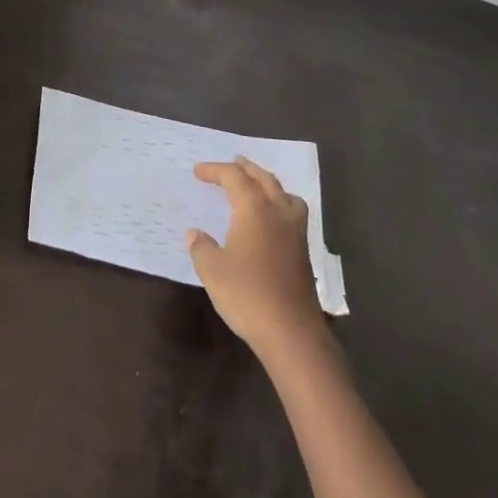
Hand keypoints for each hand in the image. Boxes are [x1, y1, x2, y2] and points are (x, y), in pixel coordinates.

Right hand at [188, 156, 325, 355]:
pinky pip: (292, 213)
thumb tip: (194, 233)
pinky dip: (279, 204)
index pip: (234, 177)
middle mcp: (278, 212)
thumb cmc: (248, 295)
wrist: (292, 333)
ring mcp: (296, 232)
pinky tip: (270, 220)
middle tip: (232, 163)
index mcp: (254, 209)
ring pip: (284, 194)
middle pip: (263, 179)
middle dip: (245, 169)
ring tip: (255, 186)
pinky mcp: (303, 252)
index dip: (215, 170)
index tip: (198, 172)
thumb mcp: (212, 270)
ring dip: (268, 184)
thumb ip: (201, 247)